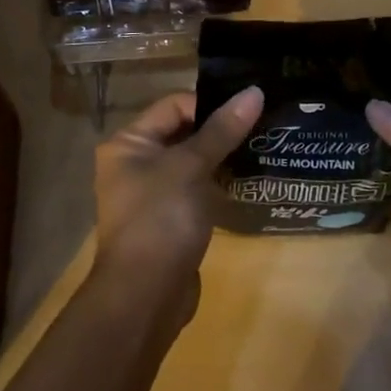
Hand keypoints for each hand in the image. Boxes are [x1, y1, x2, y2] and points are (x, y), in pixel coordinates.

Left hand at [90, 86, 263, 326]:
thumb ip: (223, 129)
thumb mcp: (192, 167)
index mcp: (129, 143)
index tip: (248, 111)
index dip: (210, 105)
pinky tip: (246, 182)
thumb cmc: (161, 219)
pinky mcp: (168, 221)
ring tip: (260, 149)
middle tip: (261, 126)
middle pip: (182, 132)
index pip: (174, 105)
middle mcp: (133, 163)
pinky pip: (195, 190)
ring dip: (221, 158)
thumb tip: (254, 91)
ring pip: (191, 163)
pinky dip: (217, 185)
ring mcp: (150, 195)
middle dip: (219, 131)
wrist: (145, 299)